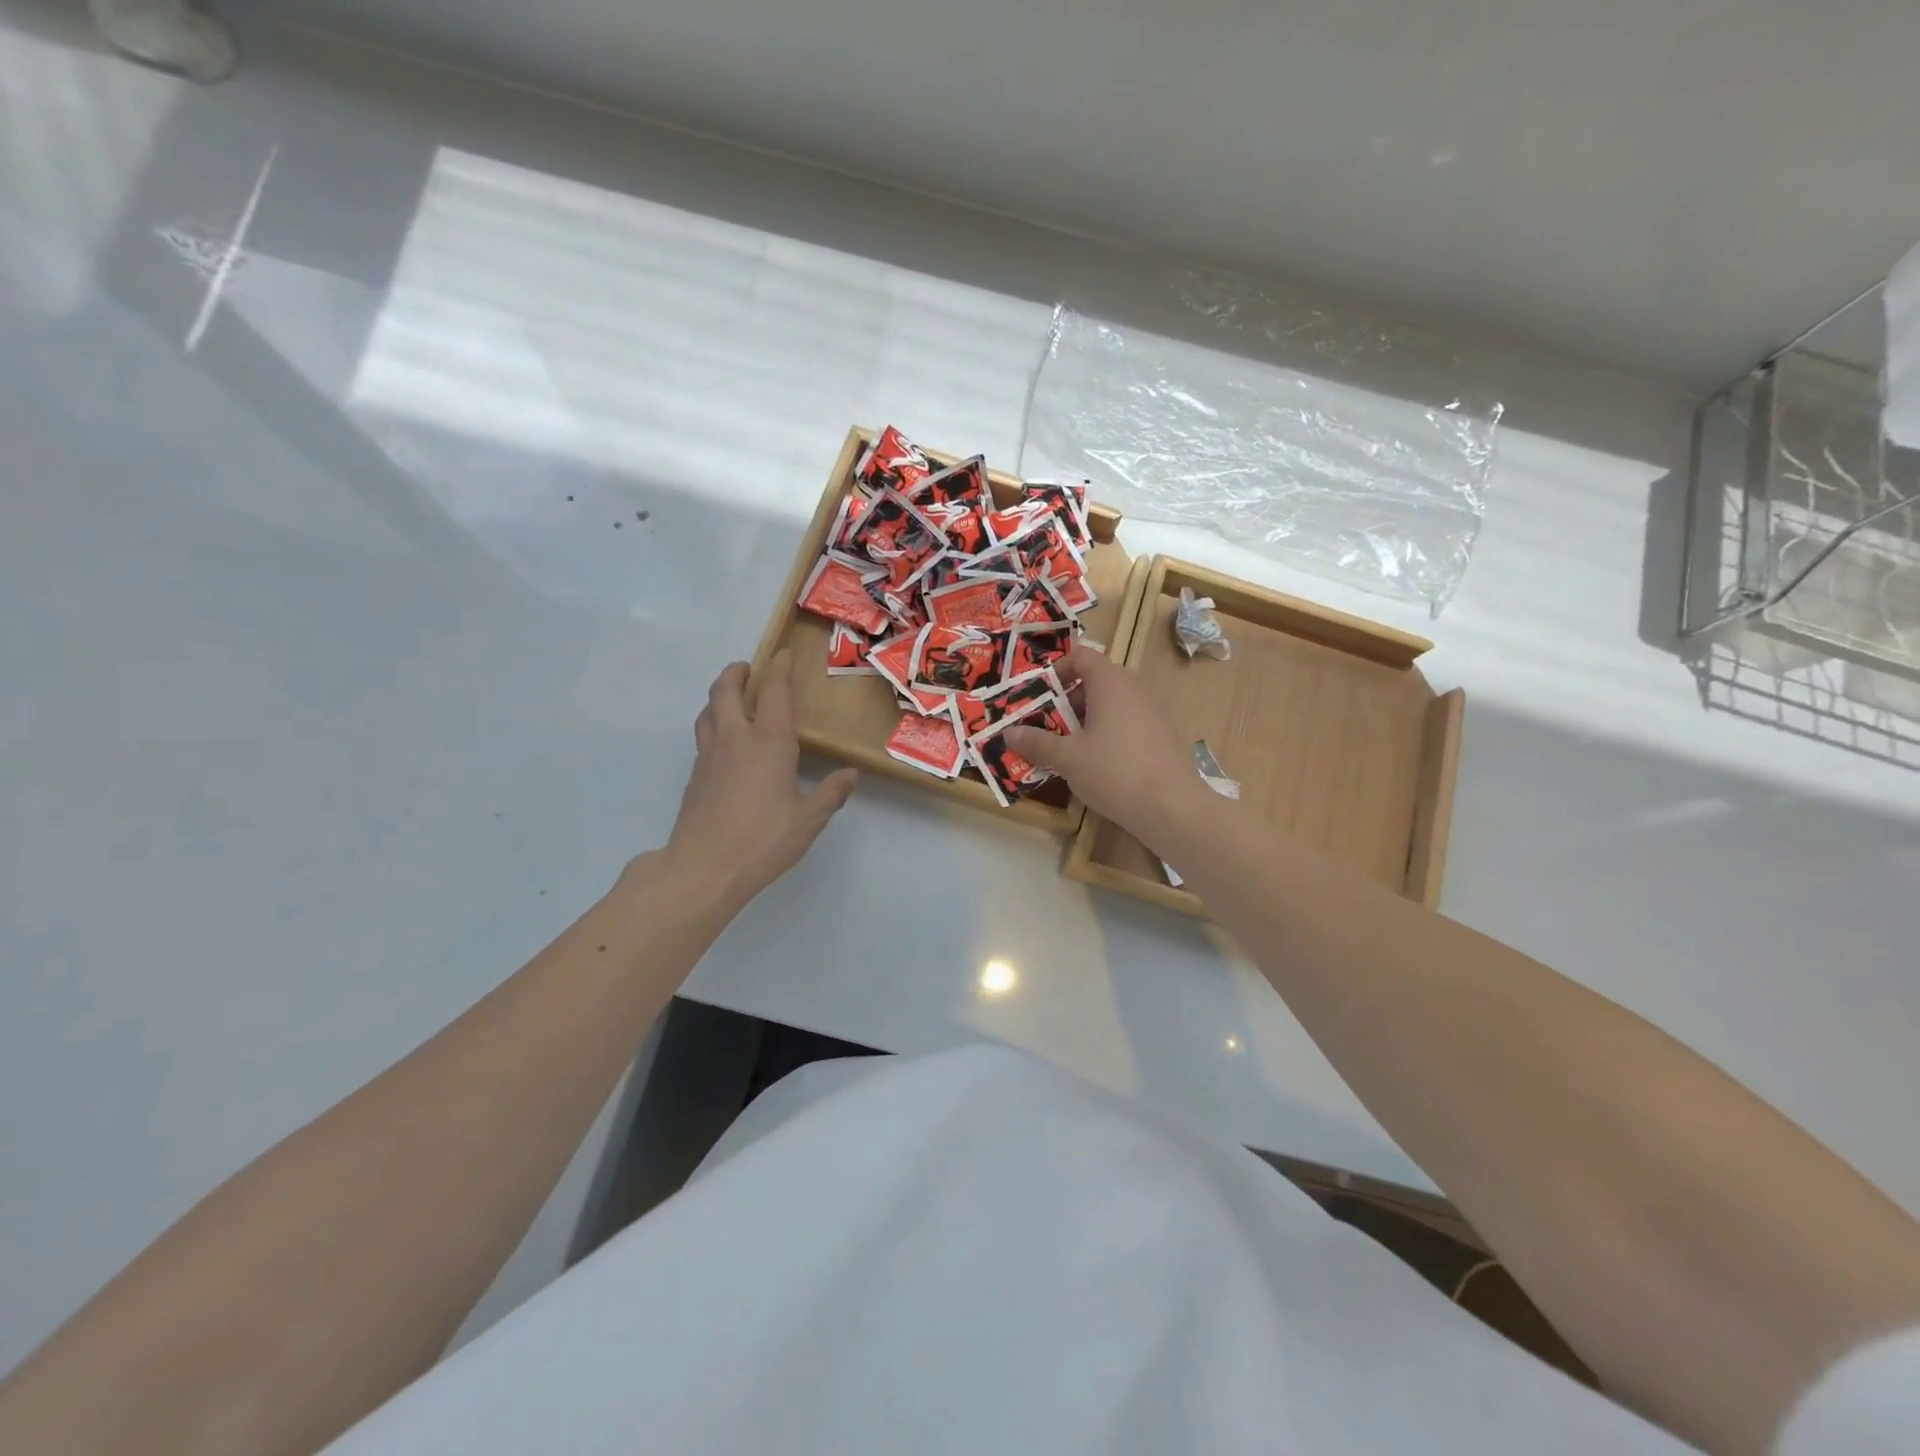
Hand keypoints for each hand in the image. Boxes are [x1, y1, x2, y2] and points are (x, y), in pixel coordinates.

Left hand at [656, 650, 857, 908]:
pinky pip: (703, 735)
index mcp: (769, 743)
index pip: (774, 693)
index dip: (779, 669)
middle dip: (736, 673)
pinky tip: (725, 742)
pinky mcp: (695, 775)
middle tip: (748, 668)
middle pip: (726, 691)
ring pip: (708, 711)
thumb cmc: (763, 840)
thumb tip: (850, 774)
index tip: (783, 653)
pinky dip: (713, 723)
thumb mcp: (808, 819)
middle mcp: (736, 739)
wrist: (703, 867)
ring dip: (719, 696)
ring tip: (731, 697)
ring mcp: (710, 756)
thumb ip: (830, 793)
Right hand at [1004, 645, 1210, 846]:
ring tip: (1067, 749)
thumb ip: (1037, 742)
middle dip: (1067, 702)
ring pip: (1112, 705)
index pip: (1082, 656)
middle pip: (1095, 681)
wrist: (1172, 808)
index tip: (1039, 697)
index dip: (1057, 671)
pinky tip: (1097, 765)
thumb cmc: (1114, 771)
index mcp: (1110, 682)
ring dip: (1086, 720)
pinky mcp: (1163, 735)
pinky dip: (1108, 734)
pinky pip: (1128, 723)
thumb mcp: (1067, 758)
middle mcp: (1135, 688)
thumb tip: (1009, 733)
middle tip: (1046, 727)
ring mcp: (1153, 711)